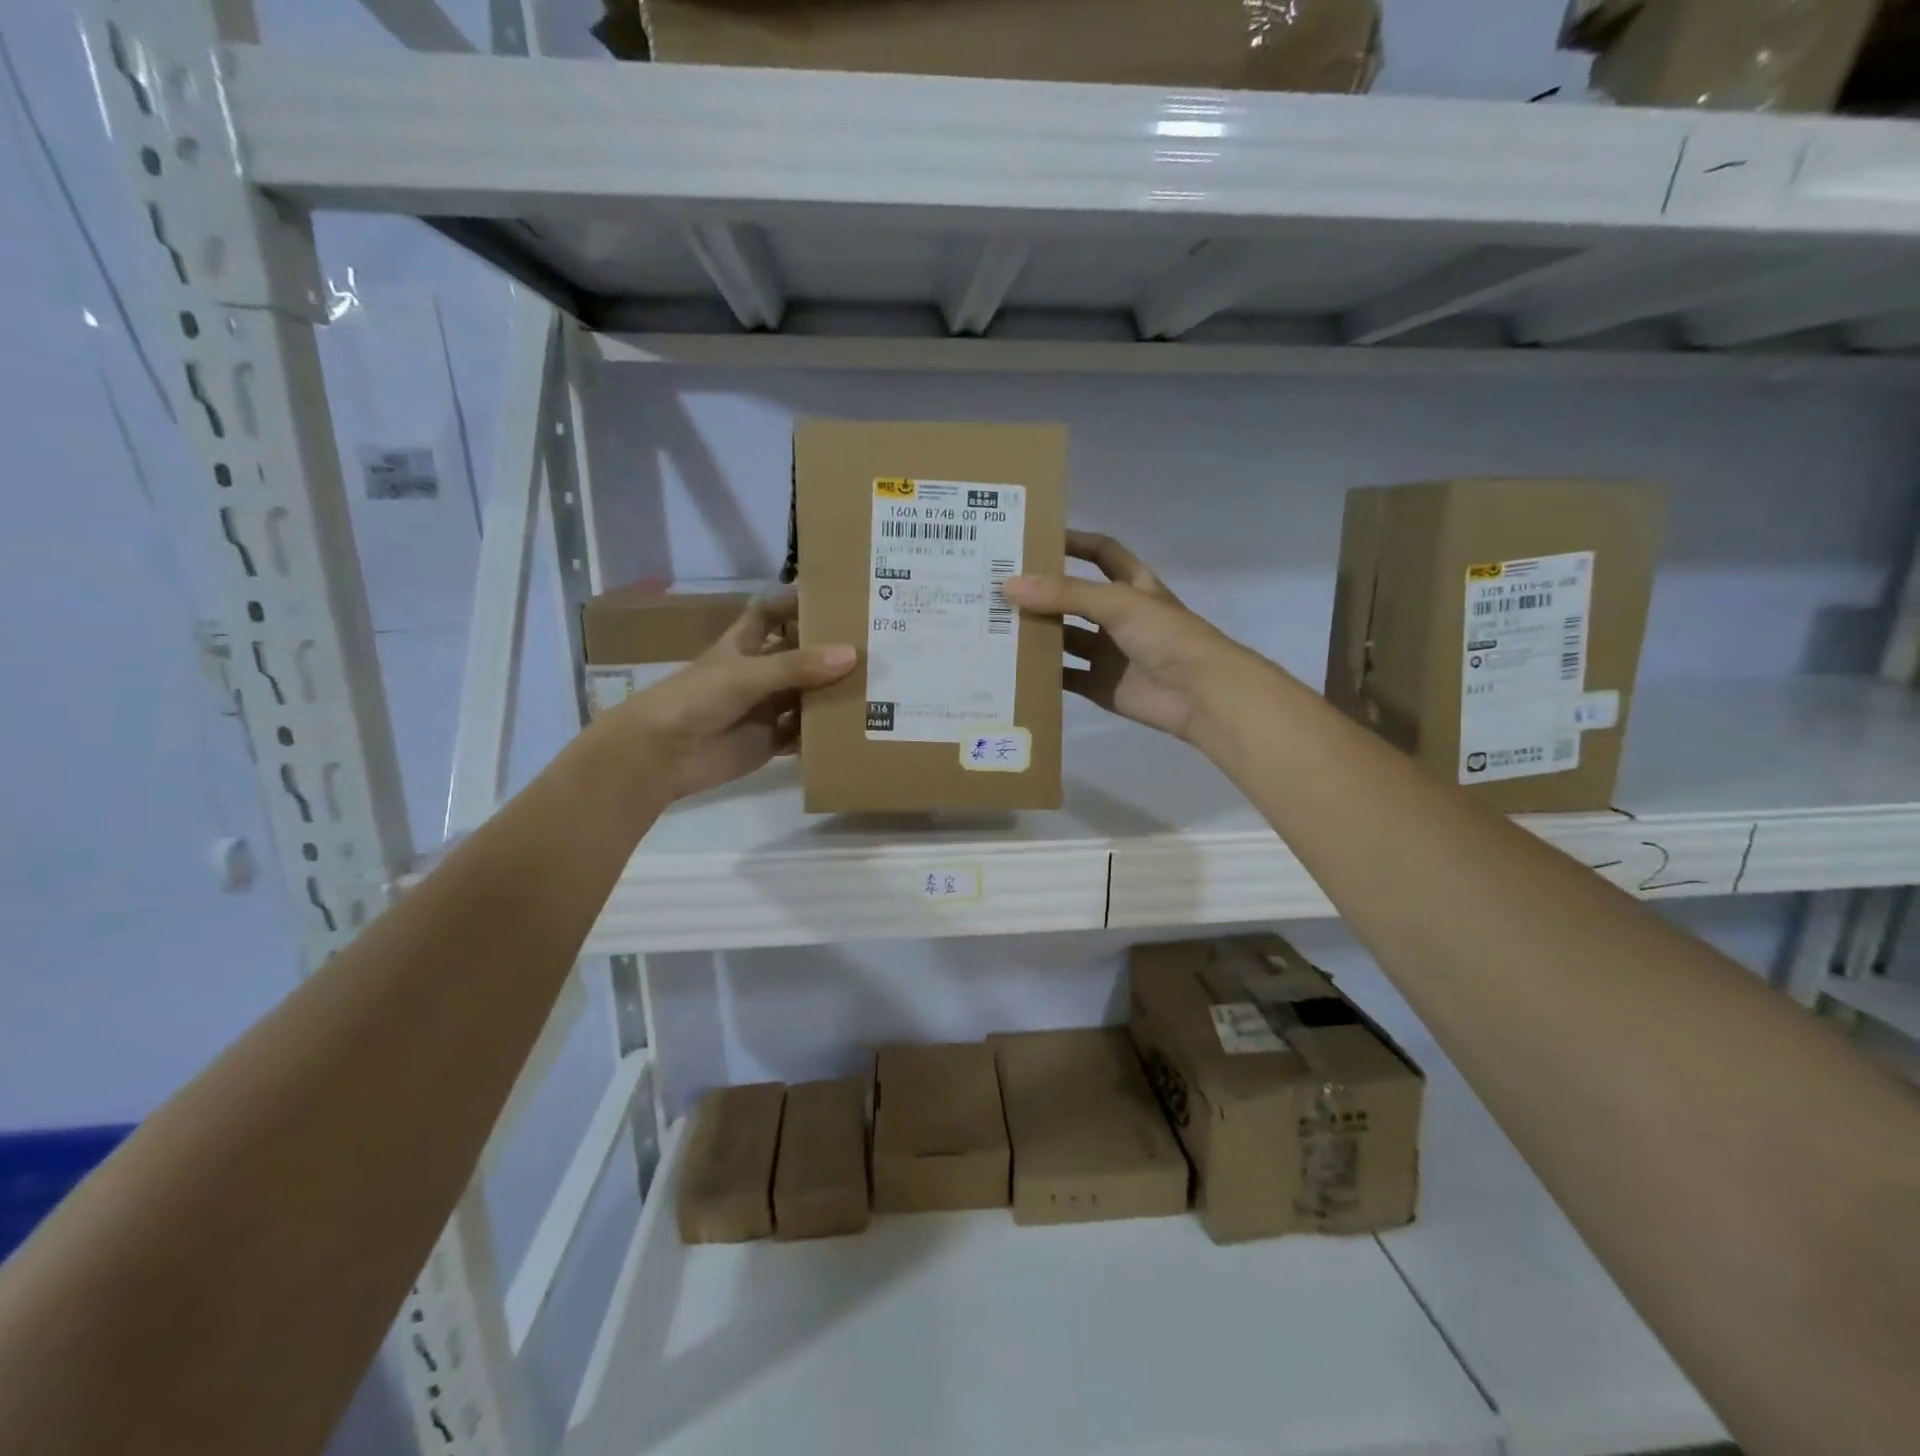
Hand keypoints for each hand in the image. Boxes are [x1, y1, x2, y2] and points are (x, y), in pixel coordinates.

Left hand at [607, 592, 855, 799]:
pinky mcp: (770, 741)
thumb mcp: (746, 674)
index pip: (769, 614)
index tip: (832, 597)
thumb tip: (852, 655)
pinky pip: (804, 734)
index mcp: (743, 646)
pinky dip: (823, 733)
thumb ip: (797, 666)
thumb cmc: (696, 699)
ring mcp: (765, 709)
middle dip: (828, 652)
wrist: (661, 754)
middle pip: (798, 657)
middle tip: (873, 644)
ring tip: (877, 686)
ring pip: (806, 696)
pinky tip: (854, 728)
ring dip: (832, 694)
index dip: (794, 603)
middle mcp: (757, 674)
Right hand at [1003, 531, 1248, 742]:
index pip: (1101, 553)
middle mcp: (1118, 616)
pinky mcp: (1101, 685)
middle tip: (997, 586)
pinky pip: (1066, 677)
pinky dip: (1044, 674)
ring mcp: (1109, 653)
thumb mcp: (1118, 603)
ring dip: (1037, 633)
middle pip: (1074, 598)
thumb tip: (1009, 586)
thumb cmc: (1166, 636)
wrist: (1201, 695)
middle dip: (1042, 592)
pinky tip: (1012, 667)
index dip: (1074, 543)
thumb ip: (1065, 594)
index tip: (1035, 538)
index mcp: (1132, 586)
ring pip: (1065, 638)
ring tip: (994, 625)